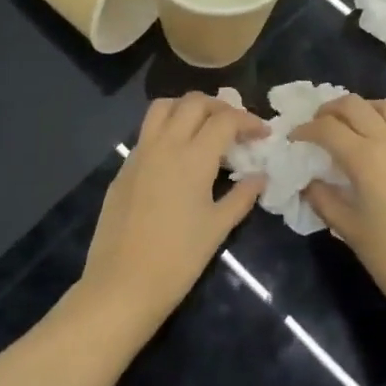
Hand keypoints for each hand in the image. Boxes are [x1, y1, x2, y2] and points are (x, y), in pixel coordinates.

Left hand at [76, 93, 266, 336]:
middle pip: (194, 102)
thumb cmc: (177, 258)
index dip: (248, 120)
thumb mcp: (217, 227)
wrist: (122, 284)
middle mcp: (165, 144)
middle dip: (219, 106)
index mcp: (193, 156)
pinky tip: (177, 155)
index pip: (225, 120)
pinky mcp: (124, 167)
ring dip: (187, 107)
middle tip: (235, 126)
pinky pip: (147, 131)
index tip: (263, 133)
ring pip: (163, 107)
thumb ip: (242, 196)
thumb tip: (260, 177)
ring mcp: (140, 153)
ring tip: (204, 127)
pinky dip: (167, 128)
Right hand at [292, 96, 385, 330]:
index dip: (305, 129)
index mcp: (366, 158)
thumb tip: (308, 182)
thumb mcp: (348, 229)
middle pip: (354, 105)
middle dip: (329, 110)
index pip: (328, 128)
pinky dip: (380, 120)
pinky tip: (371, 147)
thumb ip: (323, 199)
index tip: (292, 139)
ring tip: (345, 127)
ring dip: (360, 108)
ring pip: (383, 106)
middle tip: (314, 128)